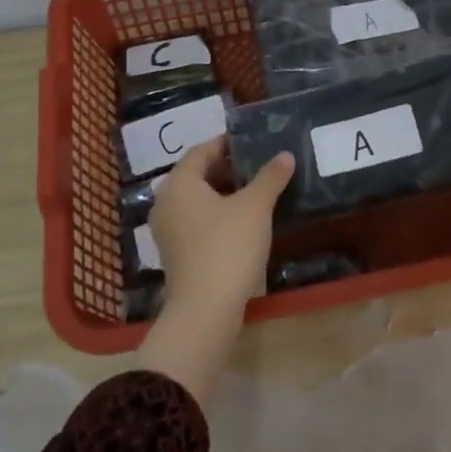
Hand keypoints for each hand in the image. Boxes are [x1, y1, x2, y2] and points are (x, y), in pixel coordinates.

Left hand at [134, 136, 293, 402]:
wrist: (205, 310)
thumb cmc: (228, 246)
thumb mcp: (255, 207)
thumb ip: (270, 177)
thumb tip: (285, 155)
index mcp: (179, 183)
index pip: (201, 151)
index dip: (225, 144)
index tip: (250, 141)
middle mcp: (165, 202)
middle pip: (197, 175)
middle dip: (226, 169)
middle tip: (257, 165)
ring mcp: (167, 231)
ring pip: (196, 200)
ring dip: (223, 193)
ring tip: (255, 192)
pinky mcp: (175, 254)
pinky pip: (196, 222)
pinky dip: (216, 215)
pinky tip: (242, 222)